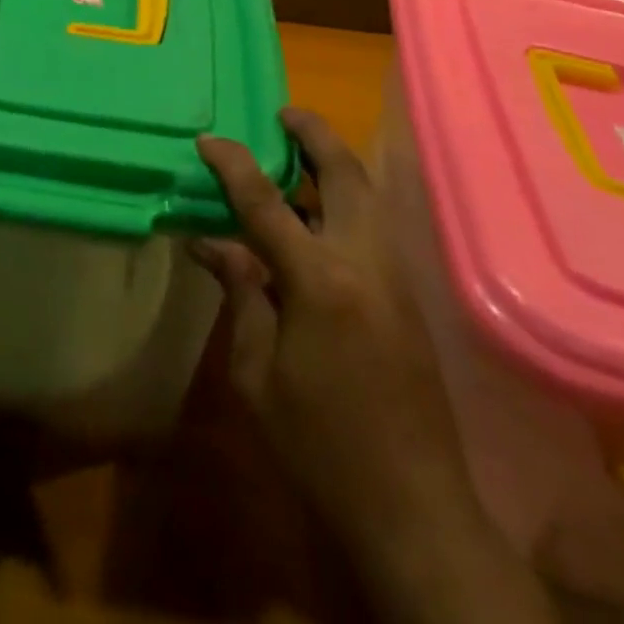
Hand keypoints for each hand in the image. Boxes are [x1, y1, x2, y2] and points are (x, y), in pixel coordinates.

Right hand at [192, 108, 464, 546]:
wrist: (415, 509)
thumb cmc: (320, 447)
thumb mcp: (258, 374)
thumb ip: (242, 294)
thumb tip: (212, 243)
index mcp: (321, 280)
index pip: (267, 202)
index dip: (234, 165)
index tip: (209, 139)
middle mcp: (365, 261)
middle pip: (345, 173)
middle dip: (315, 134)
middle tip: (284, 114)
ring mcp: (394, 276)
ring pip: (367, 194)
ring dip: (334, 163)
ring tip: (297, 152)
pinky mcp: (408, 295)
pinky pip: (373, 224)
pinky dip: (344, 200)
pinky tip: (316, 213)